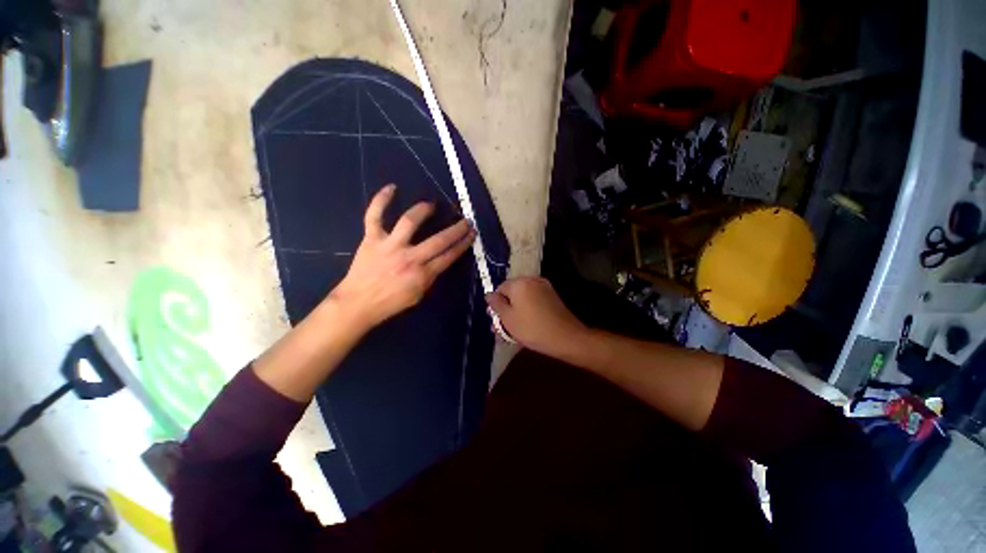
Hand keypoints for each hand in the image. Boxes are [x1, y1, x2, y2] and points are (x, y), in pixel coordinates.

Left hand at [329, 184, 474, 329]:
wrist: (357, 303)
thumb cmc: (390, 303)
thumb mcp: (418, 295)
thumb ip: (430, 276)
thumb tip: (438, 260)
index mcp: (422, 275)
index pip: (449, 256)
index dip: (463, 244)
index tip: (472, 234)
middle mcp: (409, 258)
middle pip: (439, 240)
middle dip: (457, 230)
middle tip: (466, 220)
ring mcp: (389, 245)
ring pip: (409, 222)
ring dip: (423, 210)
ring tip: (431, 205)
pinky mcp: (371, 239)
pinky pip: (374, 215)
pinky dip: (381, 200)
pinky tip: (392, 188)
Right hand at [485, 277, 588, 357]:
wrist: (566, 337)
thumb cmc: (532, 328)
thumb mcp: (508, 318)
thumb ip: (496, 304)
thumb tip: (489, 294)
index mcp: (519, 283)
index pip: (500, 288)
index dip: (495, 303)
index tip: (495, 318)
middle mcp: (532, 280)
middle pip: (512, 292)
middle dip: (505, 308)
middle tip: (501, 326)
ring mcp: (544, 288)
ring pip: (523, 298)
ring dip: (516, 311)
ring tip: (512, 330)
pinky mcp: (552, 297)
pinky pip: (533, 301)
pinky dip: (527, 310)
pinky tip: (526, 325)